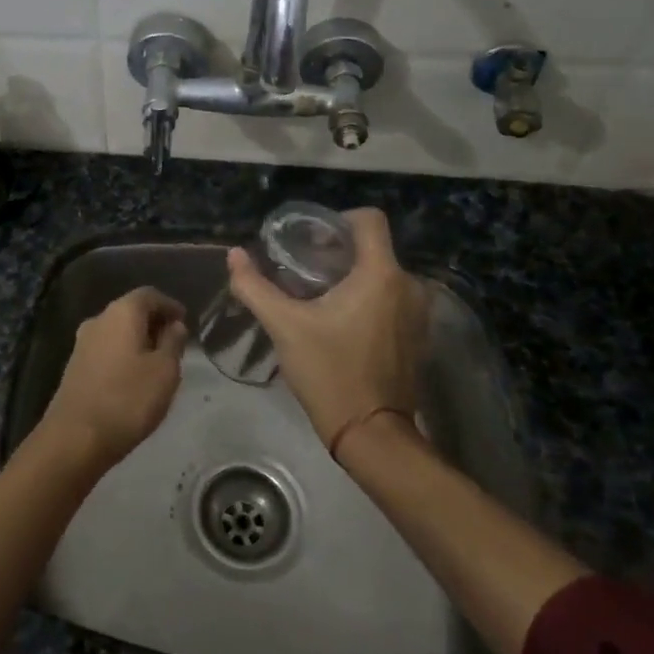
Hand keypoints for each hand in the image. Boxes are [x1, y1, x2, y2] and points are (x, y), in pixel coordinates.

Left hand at [40, 287, 188, 467]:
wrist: (75, 437)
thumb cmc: (128, 399)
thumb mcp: (164, 371)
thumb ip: (173, 343)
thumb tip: (175, 325)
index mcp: (121, 312)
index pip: (149, 294)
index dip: (170, 305)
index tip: (186, 321)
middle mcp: (99, 319)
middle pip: (131, 310)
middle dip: (154, 322)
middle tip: (175, 343)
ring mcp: (82, 342)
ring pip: (117, 330)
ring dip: (138, 339)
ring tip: (158, 362)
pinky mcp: (75, 365)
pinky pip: (106, 348)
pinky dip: (124, 353)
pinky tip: (134, 376)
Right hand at [225, 208, 430, 457]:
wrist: (371, 434)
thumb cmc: (330, 372)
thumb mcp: (284, 327)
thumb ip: (255, 287)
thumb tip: (234, 255)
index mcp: (381, 274)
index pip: (369, 219)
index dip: (338, 220)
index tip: (310, 239)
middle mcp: (409, 285)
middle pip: (373, 247)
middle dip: (338, 251)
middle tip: (302, 268)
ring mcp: (418, 312)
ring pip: (382, 273)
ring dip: (352, 276)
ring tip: (317, 294)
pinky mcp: (417, 335)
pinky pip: (391, 298)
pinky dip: (367, 298)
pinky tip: (339, 320)